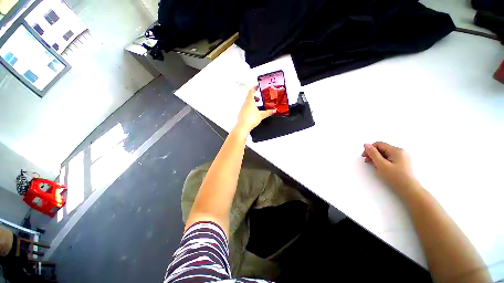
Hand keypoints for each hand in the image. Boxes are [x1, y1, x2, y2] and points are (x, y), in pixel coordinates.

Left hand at [235, 86, 275, 132]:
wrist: (243, 126)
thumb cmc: (250, 119)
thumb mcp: (261, 115)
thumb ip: (268, 112)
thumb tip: (273, 110)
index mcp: (249, 101)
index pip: (251, 91)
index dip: (254, 88)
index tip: (257, 86)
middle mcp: (245, 104)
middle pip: (249, 97)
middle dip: (254, 97)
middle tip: (259, 99)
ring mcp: (242, 109)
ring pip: (247, 103)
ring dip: (252, 103)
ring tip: (257, 107)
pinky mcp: (241, 113)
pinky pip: (246, 108)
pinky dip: (250, 108)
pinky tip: (253, 113)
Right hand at [362, 142, 420, 195]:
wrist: (409, 190)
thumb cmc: (395, 177)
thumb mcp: (381, 164)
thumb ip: (373, 153)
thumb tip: (365, 144)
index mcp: (396, 150)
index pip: (379, 144)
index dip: (369, 149)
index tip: (364, 157)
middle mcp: (400, 151)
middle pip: (382, 149)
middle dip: (373, 154)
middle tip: (367, 162)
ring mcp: (402, 157)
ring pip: (385, 154)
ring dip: (377, 158)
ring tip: (374, 166)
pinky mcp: (402, 162)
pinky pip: (389, 158)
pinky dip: (382, 161)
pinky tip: (381, 168)